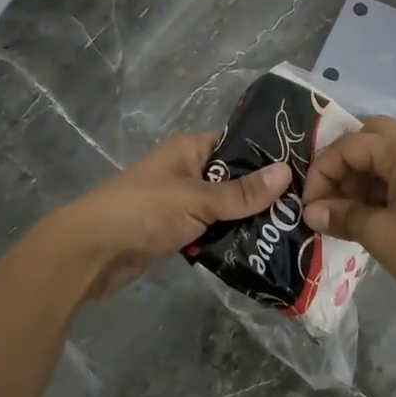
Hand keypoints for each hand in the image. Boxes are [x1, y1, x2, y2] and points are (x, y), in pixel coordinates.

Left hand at [41, 132, 291, 302]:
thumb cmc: (144, 212)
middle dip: (261, 195)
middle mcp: (187, 170)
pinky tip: (259, 250)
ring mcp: (181, 202)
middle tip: (302, 209)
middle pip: (234, 179)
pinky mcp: (175, 231)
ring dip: (246, 221)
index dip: (266, 156)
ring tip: (289, 232)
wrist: (93, 252)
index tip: (302, 172)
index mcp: (190, 149)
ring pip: (224, 208)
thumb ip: (242, 192)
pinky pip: (210, 230)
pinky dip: (228, 239)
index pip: (237, 144)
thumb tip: (287, 172)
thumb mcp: (198, 199)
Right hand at [302, 117, 395, 342]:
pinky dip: (381, 188)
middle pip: (371, 137)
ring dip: (362, 178)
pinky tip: (371, 218)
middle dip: (344, 164)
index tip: (310, 205)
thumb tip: (312, 212)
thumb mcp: (381, 235)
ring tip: (346, 214)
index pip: (350, 144)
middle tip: (330, 196)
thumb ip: (343, 216)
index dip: (323, 171)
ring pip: (387, 157)